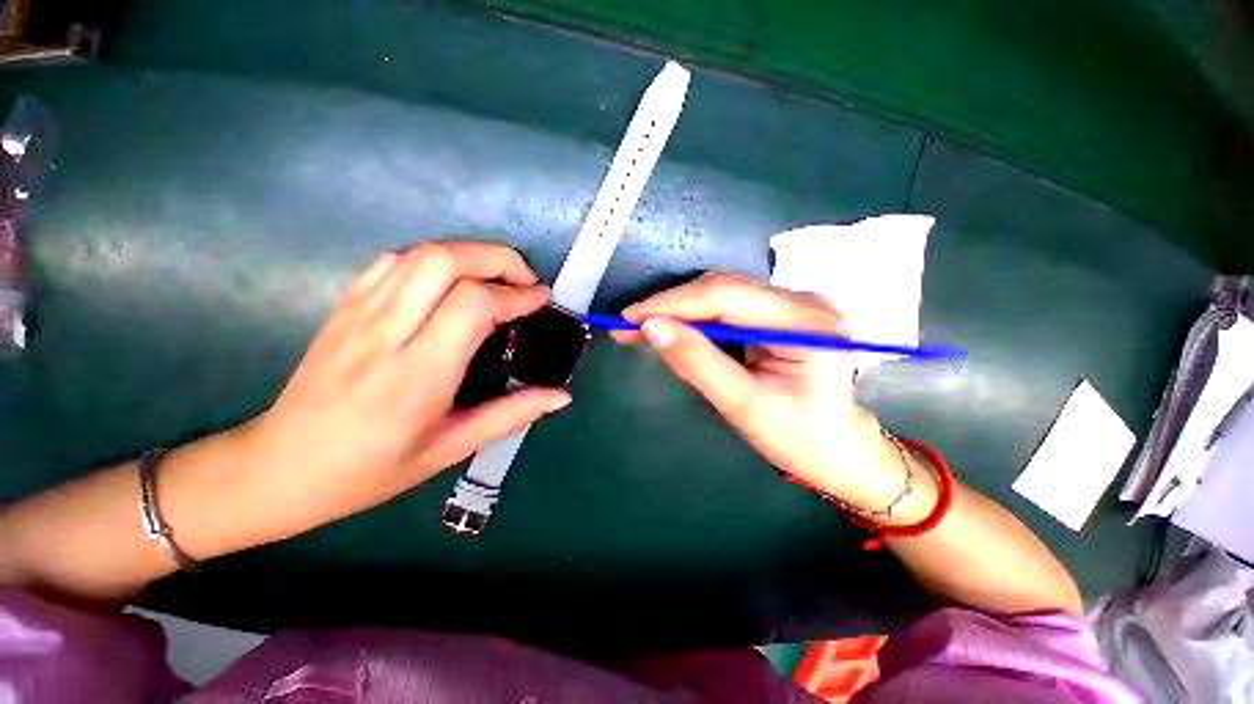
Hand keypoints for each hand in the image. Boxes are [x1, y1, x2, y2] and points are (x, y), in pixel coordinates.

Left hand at [236, 242, 571, 543]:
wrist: (280, 467)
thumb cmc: (371, 469)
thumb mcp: (451, 448)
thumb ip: (512, 414)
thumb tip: (562, 396)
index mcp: (418, 373)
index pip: (474, 305)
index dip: (516, 295)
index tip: (541, 299)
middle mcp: (387, 331)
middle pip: (446, 260)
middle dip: (498, 259)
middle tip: (526, 280)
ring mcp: (359, 312)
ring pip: (421, 253)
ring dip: (470, 254)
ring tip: (497, 278)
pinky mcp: (345, 306)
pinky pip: (393, 261)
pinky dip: (434, 259)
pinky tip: (451, 281)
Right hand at [616, 272, 932, 522]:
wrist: (838, 449)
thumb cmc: (798, 438)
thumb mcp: (743, 405)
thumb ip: (697, 362)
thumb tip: (650, 328)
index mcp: (805, 321)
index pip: (725, 295)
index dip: (671, 303)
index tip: (629, 318)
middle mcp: (801, 300)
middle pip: (722, 289)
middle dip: (670, 306)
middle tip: (627, 326)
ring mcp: (791, 304)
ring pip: (720, 295)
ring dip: (678, 311)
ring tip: (640, 329)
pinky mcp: (778, 314)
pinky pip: (727, 308)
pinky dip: (694, 319)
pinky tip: (671, 330)